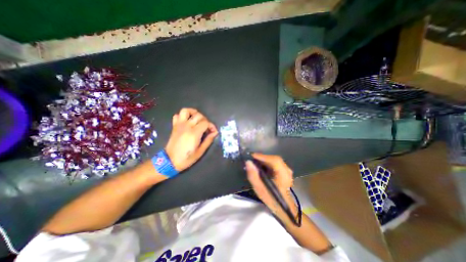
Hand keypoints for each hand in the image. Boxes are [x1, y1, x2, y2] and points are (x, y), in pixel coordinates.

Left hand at [163, 107, 218, 171]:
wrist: (170, 161)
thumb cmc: (187, 158)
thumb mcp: (200, 151)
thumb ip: (208, 140)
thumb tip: (215, 132)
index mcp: (194, 133)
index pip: (206, 123)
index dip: (212, 126)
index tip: (213, 132)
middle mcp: (187, 126)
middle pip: (198, 115)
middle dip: (205, 120)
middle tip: (206, 127)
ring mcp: (179, 125)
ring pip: (186, 111)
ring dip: (193, 112)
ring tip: (197, 118)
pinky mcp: (174, 126)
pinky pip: (177, 115)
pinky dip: (182, 116)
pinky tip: (187, 121)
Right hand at [246, 155, 292, 213]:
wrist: (283, 207)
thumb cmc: (271, 199)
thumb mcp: (259, 189)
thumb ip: (253, 175)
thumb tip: (248, 162)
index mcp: (283, 175)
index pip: (274, 160)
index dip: (263, 156)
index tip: (252, 155)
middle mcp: (287, 170)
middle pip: (274, 159)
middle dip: (262, 158)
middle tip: (252, 159)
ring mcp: (287, 170)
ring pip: (275, 160)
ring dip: (265, 160)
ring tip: (255, 162)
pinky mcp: (285, 170)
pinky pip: (275, 162)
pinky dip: (268, 162)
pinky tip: (262, 166)